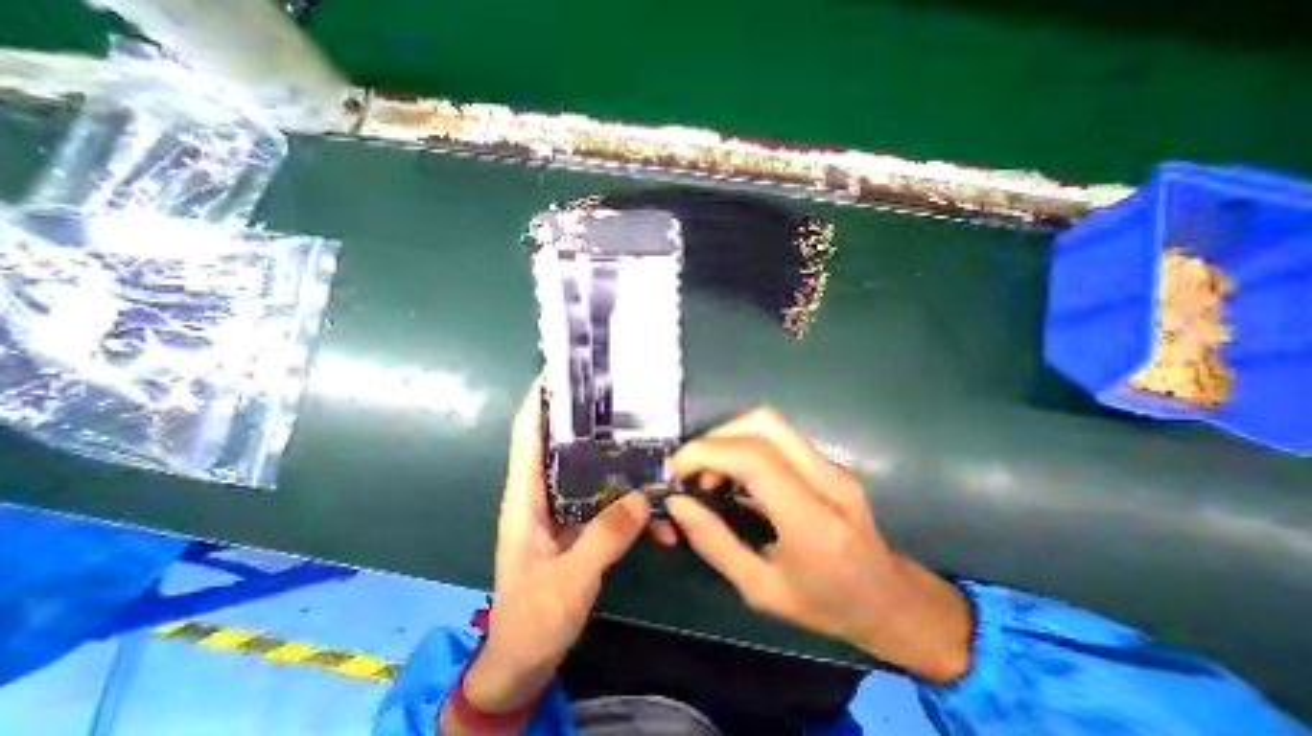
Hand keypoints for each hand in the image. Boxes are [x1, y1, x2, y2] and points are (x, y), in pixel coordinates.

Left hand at [456, 387, 652, 717]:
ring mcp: (564, 512)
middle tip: (622, 404)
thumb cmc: (531, 620)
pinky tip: (660, 520)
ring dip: (620, 467)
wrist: (525, 662)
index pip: (527, 439)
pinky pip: (609, 507)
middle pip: (564, 448)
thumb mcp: (567, 581)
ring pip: (591, 475)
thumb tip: (643, 498)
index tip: (558, 376)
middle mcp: (543, 497)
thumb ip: (605, 538)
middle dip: (588, 425)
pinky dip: (631, 508)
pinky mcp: (581, 528)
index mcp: (525, 500)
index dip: (537, 405)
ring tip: (652, 452)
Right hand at [667, 408, 970, 683]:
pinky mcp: (827, 461)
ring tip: (710, 476)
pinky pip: (777, 437)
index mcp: (813, 522)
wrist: (890, 600)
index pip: (755, 459)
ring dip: (729, 438)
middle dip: (716, 437)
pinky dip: (744, 445)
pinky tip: (734, 476)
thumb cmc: (826, 605)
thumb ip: (714, 543)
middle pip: (763, 423)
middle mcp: (828, 480)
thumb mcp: (761, 590)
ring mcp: (832, 465)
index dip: (707, 452)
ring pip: (769, 423)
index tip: (676, 469)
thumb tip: (677, 502)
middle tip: (693, 469)